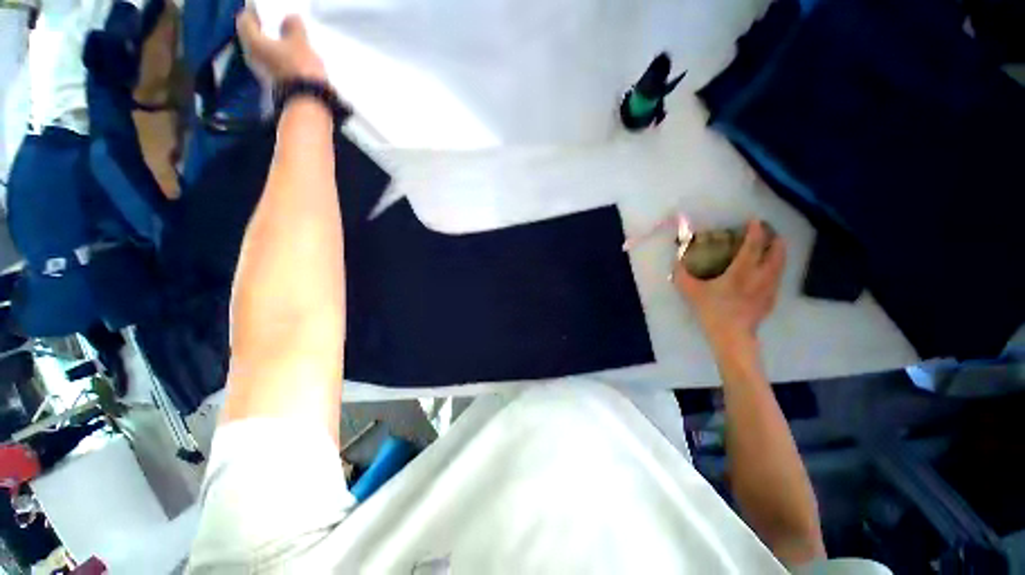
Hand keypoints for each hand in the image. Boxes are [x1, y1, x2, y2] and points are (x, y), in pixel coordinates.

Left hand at [236, 10, 326, 82]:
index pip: (245, 19)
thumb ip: (293, 26)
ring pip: (263, 52)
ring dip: (272, 46)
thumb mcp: (300, 42)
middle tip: (276, 24)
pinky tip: (291, 59)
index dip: (254, 11)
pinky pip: (273, 65)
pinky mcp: (273, 85)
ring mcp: (262, 73)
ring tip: (287, 42)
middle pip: (253, 37)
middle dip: (263, 30)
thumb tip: (290, 18)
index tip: (265, 9)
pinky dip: (279, 59)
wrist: (308, 104)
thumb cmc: (299, 68)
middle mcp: (251, 56)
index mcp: (252, 41)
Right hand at [674, 220, 785, 351]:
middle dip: (775, 239)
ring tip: (771, 248)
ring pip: (781, 264)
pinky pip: (777, 277)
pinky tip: (766, 272)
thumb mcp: (690, 291)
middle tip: (768, 233)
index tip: (755, 220)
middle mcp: (761, 275)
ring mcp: (769, 288)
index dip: (756, 230)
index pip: (754, 245)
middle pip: (776, 252)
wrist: (731, 335)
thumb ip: (682, 274)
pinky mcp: (771, 298)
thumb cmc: (711, 310)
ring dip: (778, 253)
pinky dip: (775, 268)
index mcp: (742, 271)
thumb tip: (676, 260)